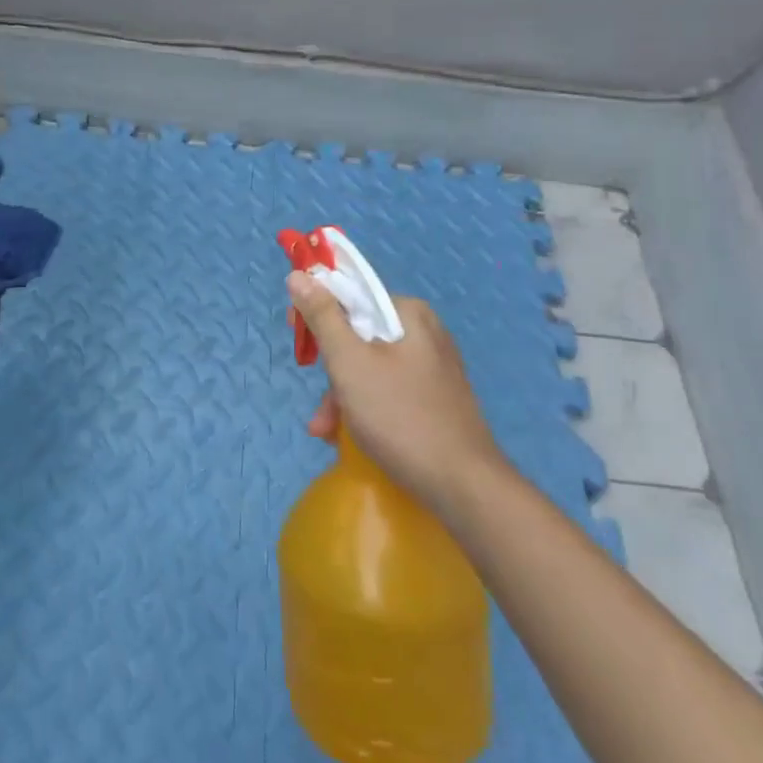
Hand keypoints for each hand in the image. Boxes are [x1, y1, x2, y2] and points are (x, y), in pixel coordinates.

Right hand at [287, 272, 504, 510]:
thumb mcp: (349, 362)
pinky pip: (387, 389)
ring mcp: (432, 368)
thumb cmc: (400, 416)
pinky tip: (348, 436)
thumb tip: (300, 275)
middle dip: (331, 368)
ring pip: (370, 366)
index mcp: (409, 314)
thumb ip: (322, 317)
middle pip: (358, 335)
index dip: (318, 311)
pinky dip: (364, 407)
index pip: (352, 294)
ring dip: (341, 395)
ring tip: (327, 430)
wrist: (463, 487)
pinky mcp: (435, 399)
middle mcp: (424, 333)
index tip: (298, 336)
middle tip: (317, 399)